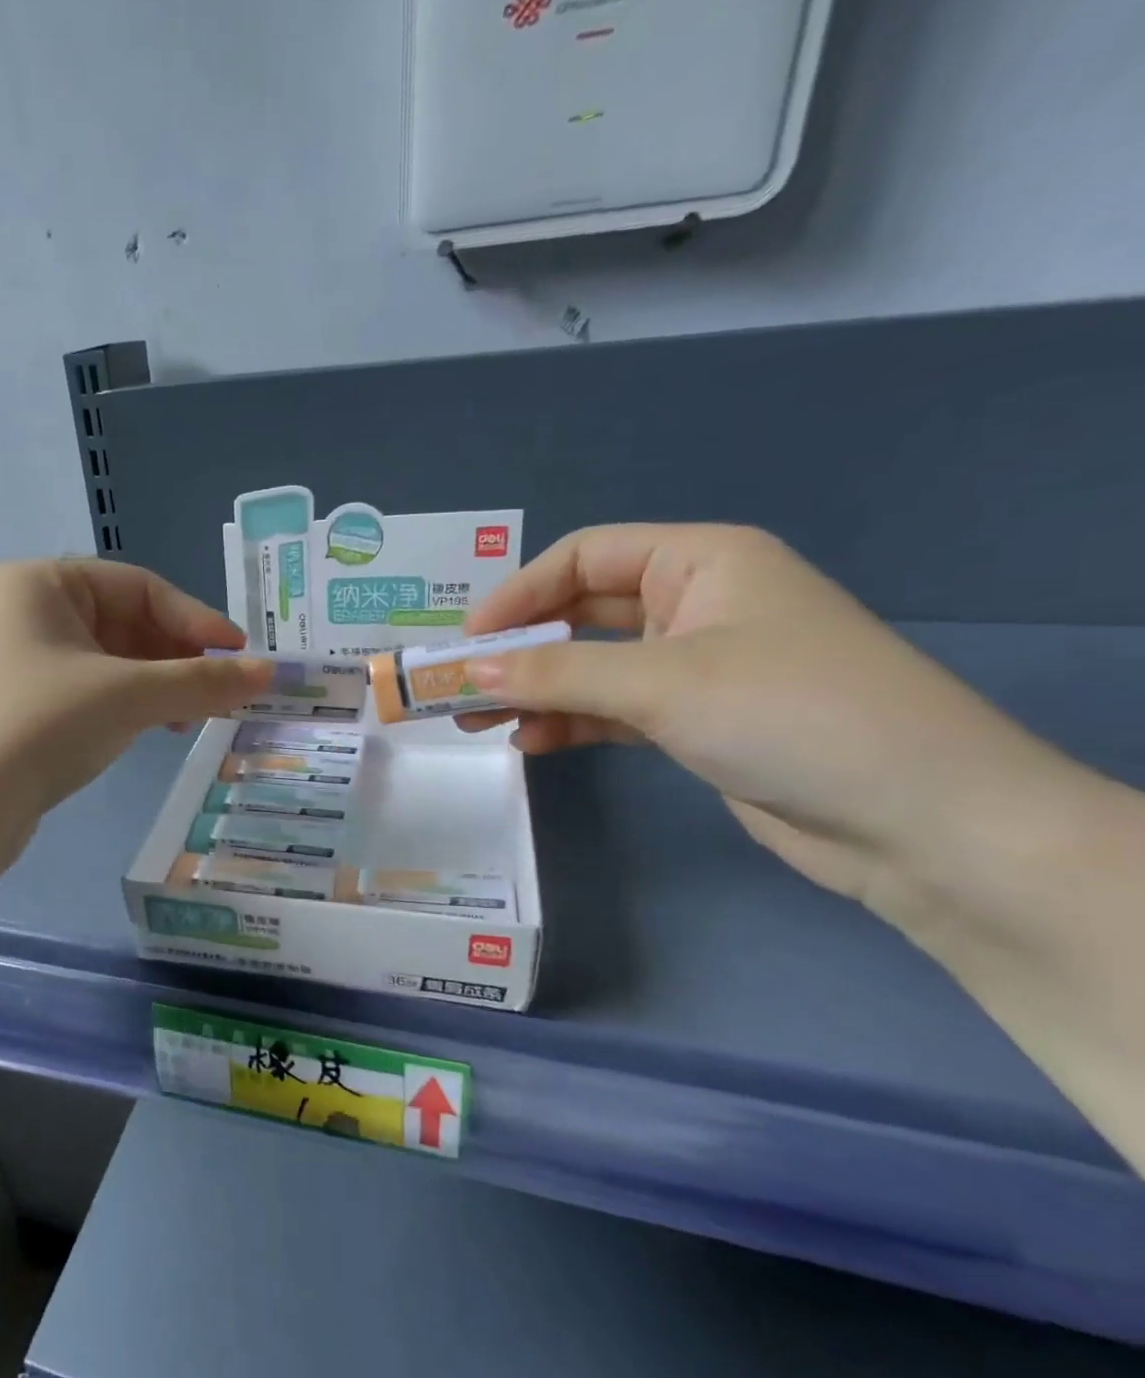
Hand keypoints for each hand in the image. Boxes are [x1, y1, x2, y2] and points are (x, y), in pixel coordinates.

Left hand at [0, 559, 270, 815]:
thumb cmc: (42, 723)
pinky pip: (89, 689)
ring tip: (190, 717)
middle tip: (220, 693)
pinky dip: (127, 704)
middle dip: (177, 658)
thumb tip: (269, 673)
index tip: (241, 655)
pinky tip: (152, 729)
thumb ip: (201, 682)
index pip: (140, 587)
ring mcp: (19, 659)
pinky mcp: (20, 703)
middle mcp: (26, 610)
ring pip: (110, 660)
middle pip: (125, 622)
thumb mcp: (128, 695)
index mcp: (43, 582)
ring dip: (157, 684)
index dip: (196, 620)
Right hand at [458, 525, 1081, 922]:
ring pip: (589, 666)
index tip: (467, 641)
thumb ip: (556, 672)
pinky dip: (569, 722)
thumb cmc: (790, 713)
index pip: (583, 556)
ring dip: (534, 691)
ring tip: (476, 723)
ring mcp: (695, 665)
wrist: (919, 822)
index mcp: (700, 562)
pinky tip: (530, 744)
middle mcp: (695, 603)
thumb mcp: (660, 682)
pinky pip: (611, 709)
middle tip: (458, 687)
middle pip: (580, 613)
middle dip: (517, 649)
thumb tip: (467, 672)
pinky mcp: (694, 720)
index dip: (517, 593)